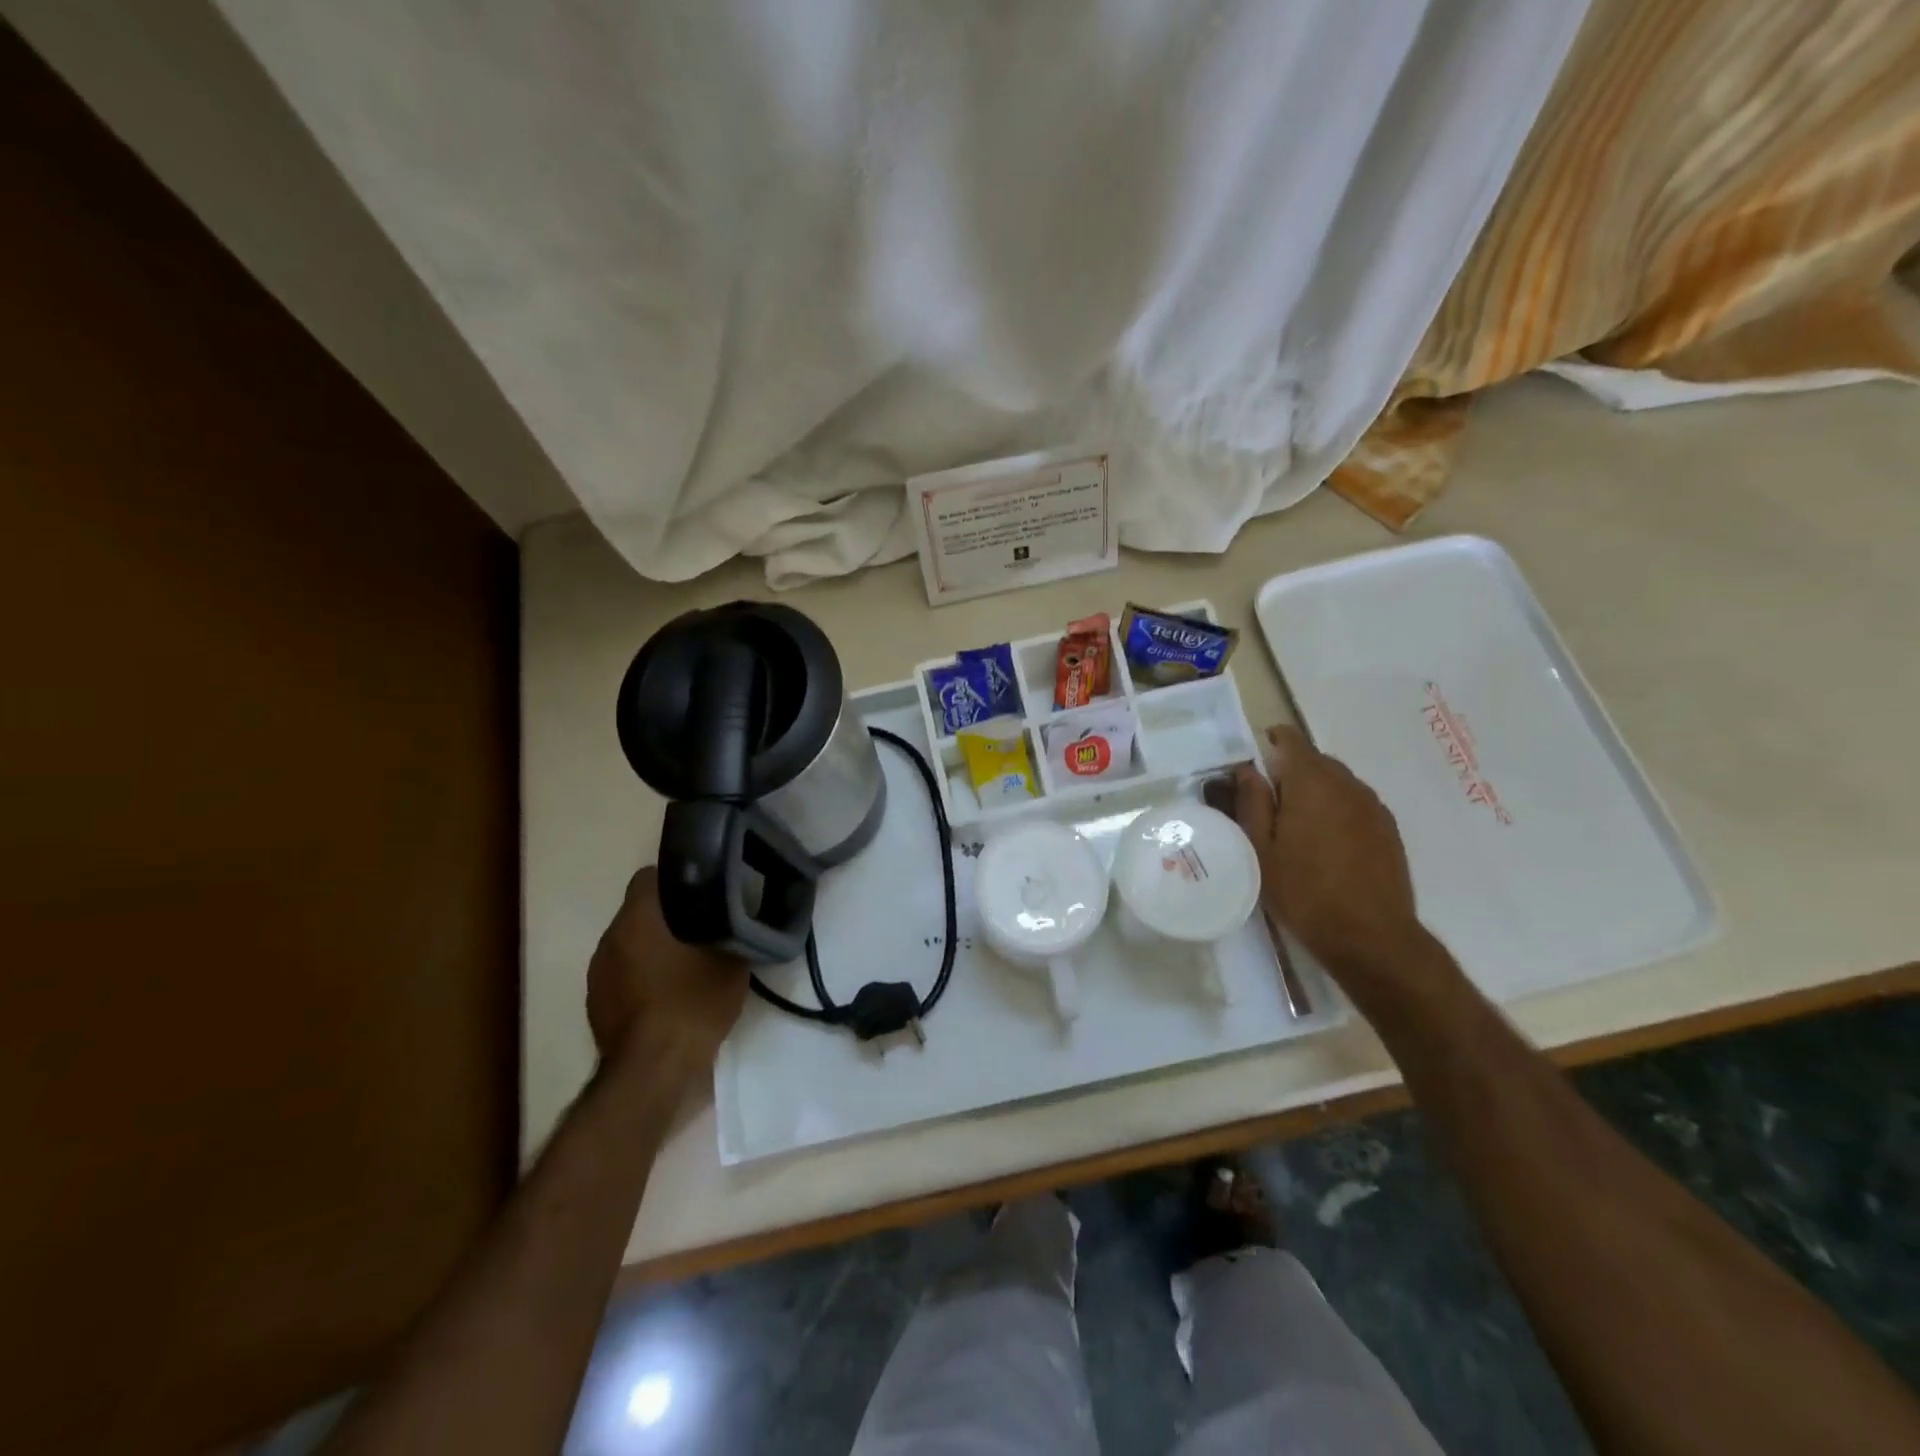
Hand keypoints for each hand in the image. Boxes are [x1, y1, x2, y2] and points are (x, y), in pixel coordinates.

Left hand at [587, 865, 748, 1076]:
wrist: (656, 1070)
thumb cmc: (693, 1002)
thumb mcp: (731, 960)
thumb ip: (730, 929)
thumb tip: (734, 917)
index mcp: (637, 918)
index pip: (649, 876)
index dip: (676, 878)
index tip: (703, 889)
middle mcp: (610, 939)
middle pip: (640, 912)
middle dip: (668, 916)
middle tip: (704, 926)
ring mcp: (599, 975)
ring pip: (631, 945)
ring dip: (654, 948)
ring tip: (688, 963)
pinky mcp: (598, 1006)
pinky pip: (624, 977)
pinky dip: (644, 978)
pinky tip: (671, 995)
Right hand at [1225, 724, 1425, 980]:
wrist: (1371, 937)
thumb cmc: (1304, 891)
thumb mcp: (1260, 849)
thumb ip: (1252, 802)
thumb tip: (1247, 770)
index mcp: (1312, 782)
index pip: (1291, 740)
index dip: (1270, 744)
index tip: (1253, 769)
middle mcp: (1347, 784)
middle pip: (1315, 760)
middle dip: (1290, 773)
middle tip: (1268, 809)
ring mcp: (1373, 806)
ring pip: (1337, 783)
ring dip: (1315, 793)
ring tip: (1297, 830)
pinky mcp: (1389, 829)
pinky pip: (1355, 804)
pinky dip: (1337, 811)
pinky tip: (1327, 846)